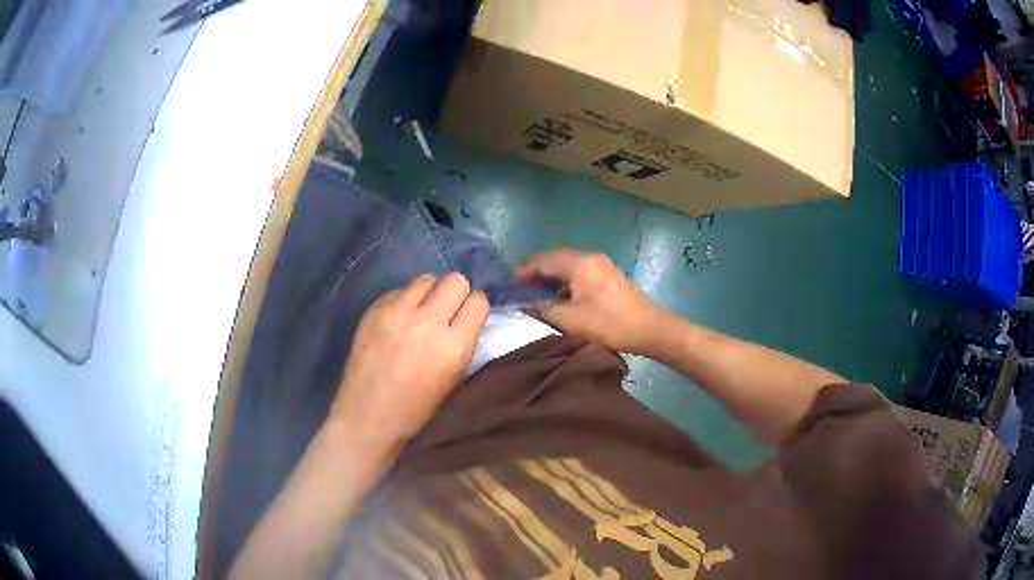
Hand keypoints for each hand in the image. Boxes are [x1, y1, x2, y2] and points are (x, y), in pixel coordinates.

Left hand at [331, 273, 488, 455]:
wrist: (367, 416)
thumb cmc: (416, 409)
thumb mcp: (454, 379)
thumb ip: (464, 344)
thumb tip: (466, 318)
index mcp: (454, 346)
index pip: (478, 301)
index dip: (475, 308)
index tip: (468, 318)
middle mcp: (428, 321)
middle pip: (455, 280)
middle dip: (456, 293)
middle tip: (446, 311)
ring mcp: (397, 312)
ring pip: (426, 279)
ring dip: (429, 293)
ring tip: (421, 312)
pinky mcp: (374, 309)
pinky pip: (399, 290)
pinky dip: (404, 301)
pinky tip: (398, 321)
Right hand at [516, 249, 659, 353]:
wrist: (649, 329)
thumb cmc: (608, 324)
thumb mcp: (570, 320)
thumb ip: (544, 309)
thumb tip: (525, 303)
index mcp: (580, 263)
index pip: (544, 260)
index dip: (524, 271)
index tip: (509, 284)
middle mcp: (590, 257)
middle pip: (556, 258)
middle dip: (536, 270)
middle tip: (519, 286)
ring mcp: (602, 264)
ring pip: (568, 264)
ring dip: (551, 275)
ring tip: (535, 291)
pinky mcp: (609, 275)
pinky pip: (579, 270)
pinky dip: (565, 278)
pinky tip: (559, 293)